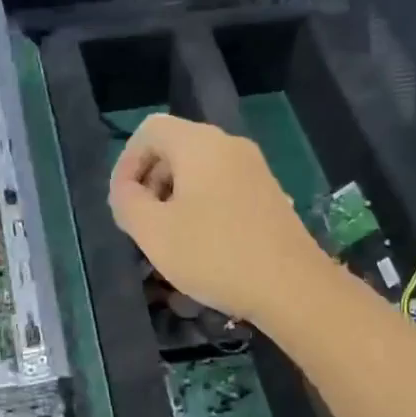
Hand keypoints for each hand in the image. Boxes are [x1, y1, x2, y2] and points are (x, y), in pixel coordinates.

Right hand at [108, 113, 333, 329]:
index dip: (126, 163)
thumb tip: (127, 190)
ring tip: (170, 239)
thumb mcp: (153, 232)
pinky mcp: (270, 194)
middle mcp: (230, 145)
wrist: (292, 286)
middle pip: (176, 148)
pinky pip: (223, 187)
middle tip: (143, 224)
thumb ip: (126, 202)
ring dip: (175, 197)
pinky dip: (203, 206)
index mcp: (199, 144)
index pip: (150, 130)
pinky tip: (204, 245)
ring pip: (200, 171)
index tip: (123, 203)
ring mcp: (255, 169)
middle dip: (150, 182)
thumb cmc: (215, 254)